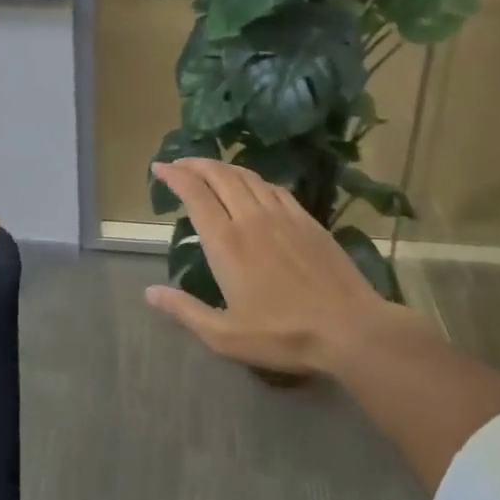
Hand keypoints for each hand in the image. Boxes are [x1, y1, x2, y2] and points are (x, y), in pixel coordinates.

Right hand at [146, 159, 423, 375]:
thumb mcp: (225, 336)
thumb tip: (150, 292)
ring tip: (209, 169)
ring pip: (247, 176)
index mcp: (226, 242)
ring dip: (223, 167)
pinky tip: (253, 185)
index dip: (174, 176)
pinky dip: (254, 179)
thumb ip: (185, 311)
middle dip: (195, 164)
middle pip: (219, 176)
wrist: (349, 328)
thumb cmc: (283, 335)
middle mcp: (251, 218)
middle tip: (179, 164)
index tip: (159, 168)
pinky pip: (274, 187)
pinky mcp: (306, 219)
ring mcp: (282, 215)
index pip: (195, 194)